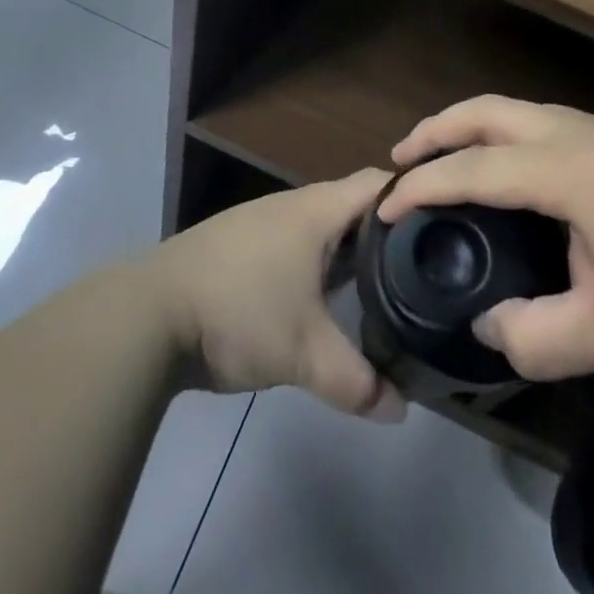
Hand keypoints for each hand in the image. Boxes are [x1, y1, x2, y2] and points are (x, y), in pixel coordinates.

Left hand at [148, 168, 406, 421]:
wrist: (149, 314)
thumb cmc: (238, 312)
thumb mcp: (303, 354)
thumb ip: (357, 382)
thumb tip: (400, 410)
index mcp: (317, 210)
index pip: (379, 183)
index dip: (413, 198)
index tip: (445, 227)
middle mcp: (293, 205)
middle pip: (354, 206)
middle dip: (387, 233)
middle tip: (423, 267)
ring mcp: (263, 223)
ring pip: (323, 228)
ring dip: (349, 252)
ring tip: (382, 287)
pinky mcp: (240, 246)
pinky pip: (296, 244)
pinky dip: (318, 264)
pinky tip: (323, 299)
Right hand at [382, 96, 593, 389]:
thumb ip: (536, 337)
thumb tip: (488, 326)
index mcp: (574, 170)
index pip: (477, 167)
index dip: (423, 183)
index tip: (383, 206)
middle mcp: (588, 134)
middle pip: (494, 110)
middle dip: (440, 128)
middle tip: (401, 157)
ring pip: (527, 111)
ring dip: (478, 127)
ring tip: (451, 159)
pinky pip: (554, 124)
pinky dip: (513, 136)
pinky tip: (520, 175)